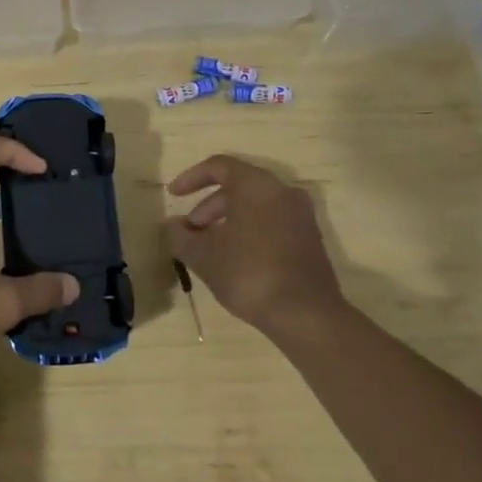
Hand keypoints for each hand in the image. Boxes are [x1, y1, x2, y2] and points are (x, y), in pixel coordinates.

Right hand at [166, 155, 345, 333]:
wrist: (307, 315)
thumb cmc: (249, 274)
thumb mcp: (203, 256)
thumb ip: (181, 236)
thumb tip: (172, 225)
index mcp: (256, 185)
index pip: (219, 166)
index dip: (191, 178)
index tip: (173, 195)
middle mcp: (282, 192)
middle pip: (238, 186)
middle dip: (209, 206)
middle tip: (190, 230)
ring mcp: (301, 215)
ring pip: (256, 205)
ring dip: (228, 220)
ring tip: (209, 247)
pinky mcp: (310, 238)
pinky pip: (272, 221)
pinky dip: (250, 229)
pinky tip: (235, 257)